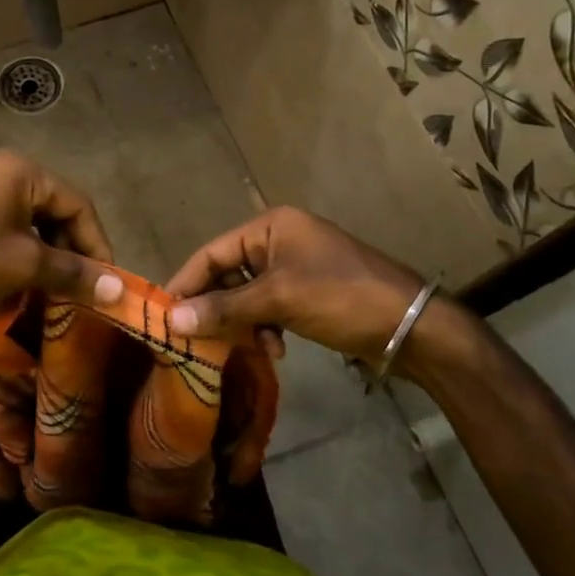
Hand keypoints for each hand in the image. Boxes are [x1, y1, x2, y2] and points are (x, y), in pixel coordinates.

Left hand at [0, 150, 123, 335]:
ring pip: (27, 215)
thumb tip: (117, 289)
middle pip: (52, 206)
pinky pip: (2, 219)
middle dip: (70, 248)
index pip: (76, 203)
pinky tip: (22, 275)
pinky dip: (19, 246)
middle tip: (81, 286)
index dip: (96, 244)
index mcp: (17, 169)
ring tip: (55, 285)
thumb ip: (74, 273)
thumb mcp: (24, 267)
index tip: (107, 280)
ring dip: (45, 250)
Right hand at [165, 207, 427, 364]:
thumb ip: (223, 308)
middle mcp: (279, 239)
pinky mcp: (308, 291)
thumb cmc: (341, 298)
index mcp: (271, 226)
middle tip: (198, 341)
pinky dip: (267, 327)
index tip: (162, 315)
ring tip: (252, 347)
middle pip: (228, 273)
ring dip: (244, 322)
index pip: (212, 252)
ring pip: (248, 294)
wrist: (412, 326)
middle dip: (218, 307)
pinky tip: (277, 349)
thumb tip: (171, 319)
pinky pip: (270, 306)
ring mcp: (296, 265)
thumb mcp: (278, 300)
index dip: (186, 283)